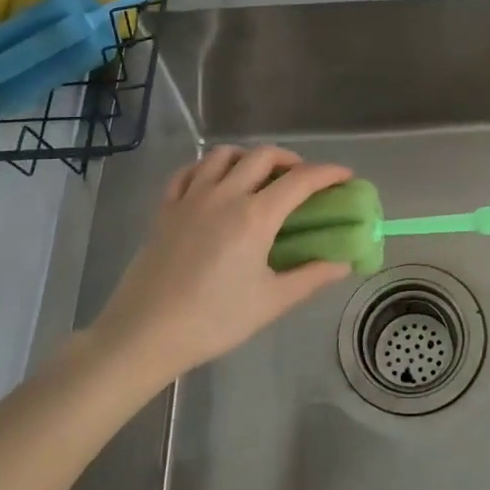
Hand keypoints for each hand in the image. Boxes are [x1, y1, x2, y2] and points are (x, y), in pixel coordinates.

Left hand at [86, 144, 354, 390]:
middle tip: (302, 179)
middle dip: (290, 159)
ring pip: (223, 155)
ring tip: (259, 177)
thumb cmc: (213, 320)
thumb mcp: (271, 302)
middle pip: (263, 155)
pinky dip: (208, 168)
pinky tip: (215, 183)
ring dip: (248, 157)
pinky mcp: (165, 209)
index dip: (328, 173)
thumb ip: (311, 276)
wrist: (144, 334)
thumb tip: (343, 263)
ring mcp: (191, 198)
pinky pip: (189, 171)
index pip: (301, 180)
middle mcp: (225, 195)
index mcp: (255, 216)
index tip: (346, 176)